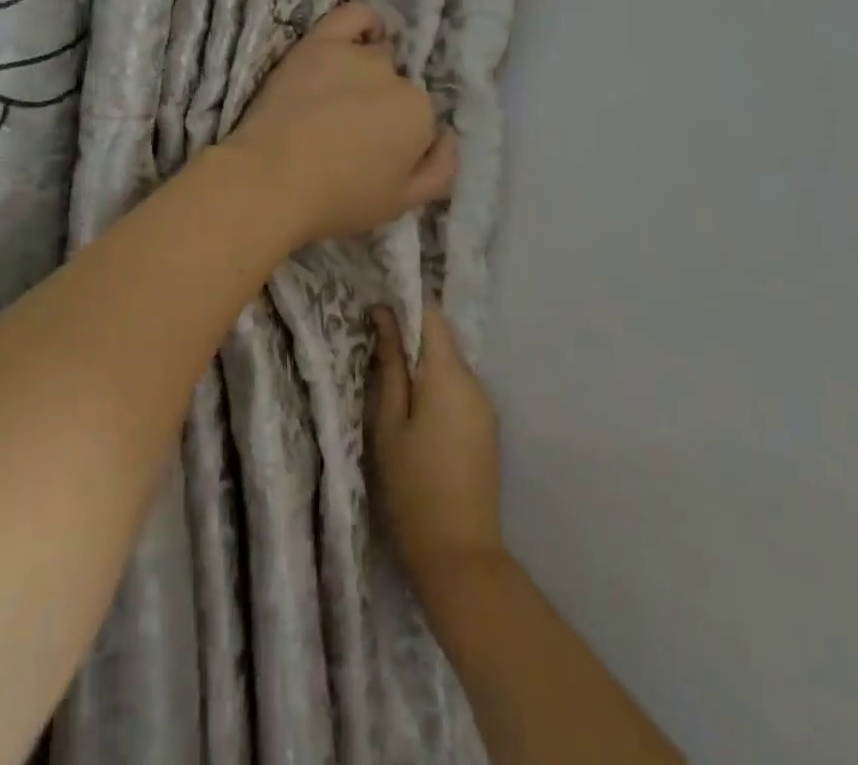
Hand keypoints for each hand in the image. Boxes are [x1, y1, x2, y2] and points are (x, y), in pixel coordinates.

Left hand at [221, 3, 456, 248]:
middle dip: (382, 107)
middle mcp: (395, 76)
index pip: (420, 117)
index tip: (375, 153)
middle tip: (350, 132)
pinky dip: (365, 22)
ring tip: (337, 100)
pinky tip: (359, 37)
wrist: (270, 181)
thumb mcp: (403, 203)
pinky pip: (354, 15)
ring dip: (365, 74)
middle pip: (397, 85)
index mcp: (419, 114)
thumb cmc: (338, 199)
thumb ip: (441, 169)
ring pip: (375, 57)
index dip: (400, 136)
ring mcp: (356, 55)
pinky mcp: (319, 43)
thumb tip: (449, 136)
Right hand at [369, 302, 504, 595]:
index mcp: (449, 374)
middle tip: (371, 343)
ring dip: (422, 364)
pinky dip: (435, 387)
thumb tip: (384, 314)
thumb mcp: (388, 422)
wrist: (460, 555)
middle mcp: (474, 381)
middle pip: (441, 340)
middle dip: (410, 336)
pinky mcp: (486, 428)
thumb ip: (389, 364)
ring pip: (449, 365)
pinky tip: (413, 409)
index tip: (376, 303)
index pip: (432, 315)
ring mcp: (485, 406)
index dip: (405, 302)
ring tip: (387, 377)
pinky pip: (458, 390)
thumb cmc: (412, 485)